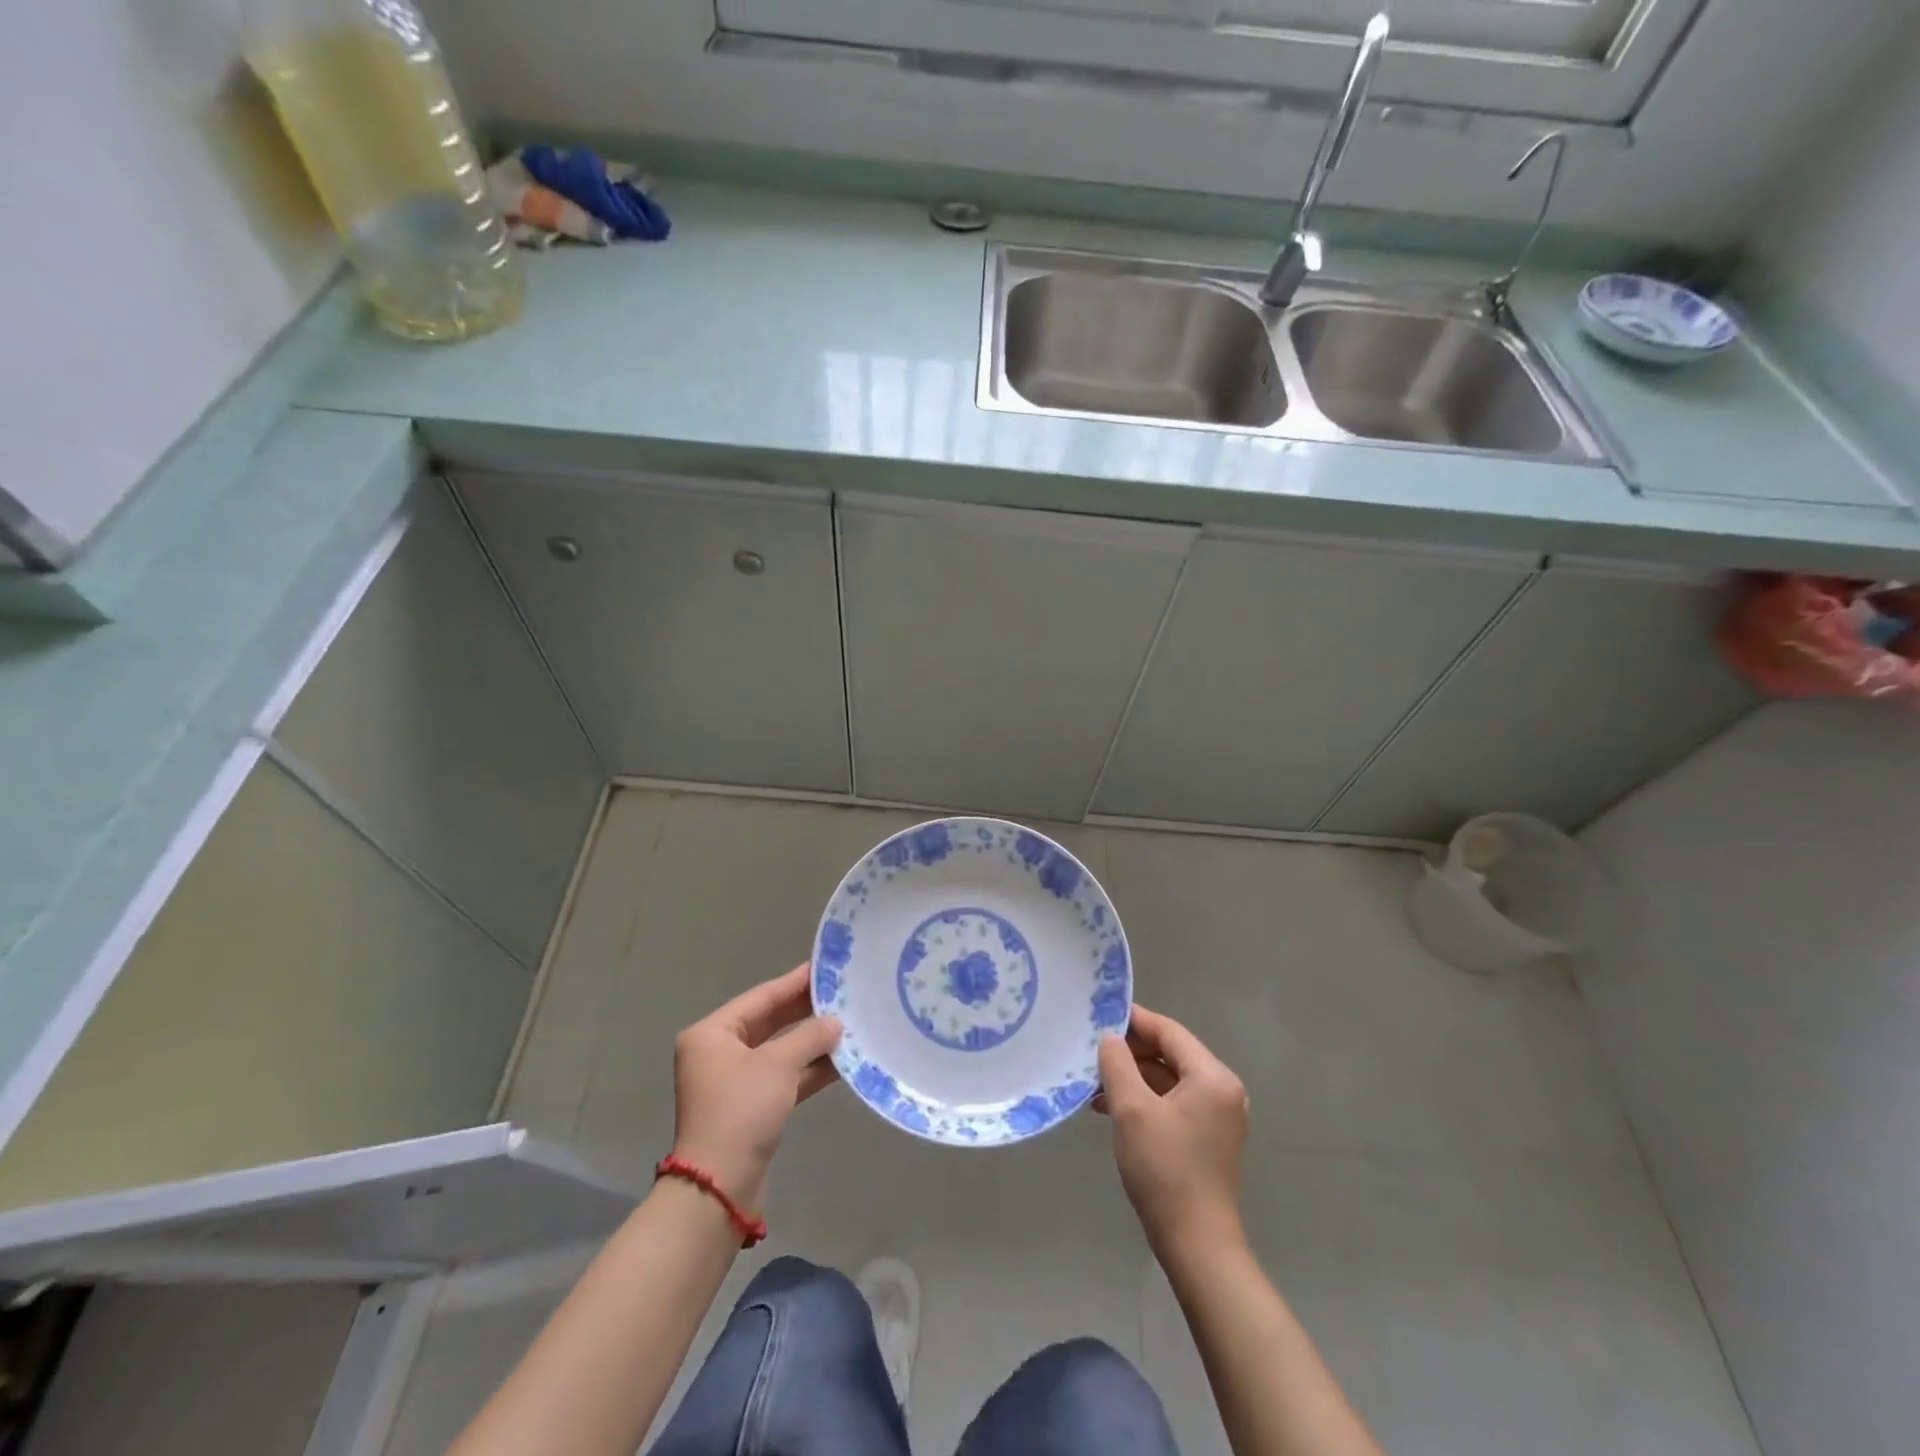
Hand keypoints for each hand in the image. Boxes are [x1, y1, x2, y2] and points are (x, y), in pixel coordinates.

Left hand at [671, 965, 841, 1215]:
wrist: (720, 1186)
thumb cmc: (741, 1110)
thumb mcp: (778, 1064)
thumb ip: (810, 1036)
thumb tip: (836, 1022)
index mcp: (712, 1034)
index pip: (761, 997)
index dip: (794, 982)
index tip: (825, 968)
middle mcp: (719, 1053)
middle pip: (770, 1022)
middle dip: (806, 1011)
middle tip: (843, 992)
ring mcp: (735, 1082)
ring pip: (780, 1051)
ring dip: (812, 1041)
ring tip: (850, 1022)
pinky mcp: (751, 1108)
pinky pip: (784, 1077)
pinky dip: (809, 1069)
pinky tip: (842, 1060)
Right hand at [1096, 1005, 1248, 1260]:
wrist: (1197, 1245)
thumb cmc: (1165, 1169)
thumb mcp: (1132, 1110)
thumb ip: (1118, 1064)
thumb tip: (1109, 1038)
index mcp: (1212, 1077)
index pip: (1169, 1031)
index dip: (1134, 1020)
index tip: (1100, 1014)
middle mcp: (1222, 1090)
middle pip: (1171, 1053)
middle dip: (1130, 1051)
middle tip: (1092, 1051)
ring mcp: (1218, 1116)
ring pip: (1169, 1079)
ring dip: (1133, 1077)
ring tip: (1094, 1083)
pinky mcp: (1208, 1138)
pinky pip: (1173, 1102)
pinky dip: (1145, 1099)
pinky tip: (1112, 1108)